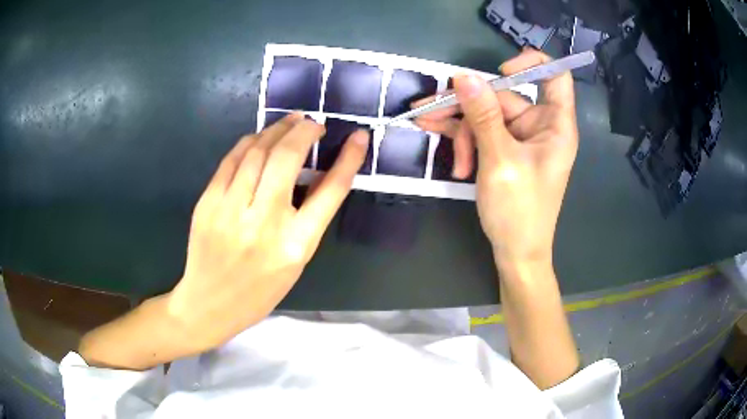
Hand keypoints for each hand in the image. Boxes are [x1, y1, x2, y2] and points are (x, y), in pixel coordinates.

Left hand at [169, 114, 368, 349]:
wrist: (210, 304)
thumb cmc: (259, 290)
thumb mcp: (296, 261)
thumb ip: (309, 218)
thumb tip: (316, 171)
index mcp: (296, 245)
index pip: (331, 190)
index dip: (350, 158)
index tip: (359, 137)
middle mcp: (263, 223)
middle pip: (288, 158)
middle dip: (305, 130)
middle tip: (314, 123)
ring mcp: (230, 211)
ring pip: (257, 151)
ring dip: (277, 130)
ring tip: (291, 122)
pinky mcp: (207, 203)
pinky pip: (232, 160)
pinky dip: (249, 142)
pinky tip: (260, 138)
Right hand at [415, 49, 578, 263]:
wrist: (515, 253)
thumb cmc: (519, 212)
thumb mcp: (499, 161)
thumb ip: (483, 116)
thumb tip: (463, 77)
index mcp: (555, 124)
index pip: (555, 76)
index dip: (530, 63)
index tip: (500, 71)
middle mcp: (540, 126)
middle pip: (503, 96)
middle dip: (468, 109)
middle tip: (429, 115)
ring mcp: (521, 138)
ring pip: (486, 115)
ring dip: (460, 130)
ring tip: (433, 139)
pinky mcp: (505, 149)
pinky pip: (482, 132)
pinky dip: (464, 142)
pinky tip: (453, 160)